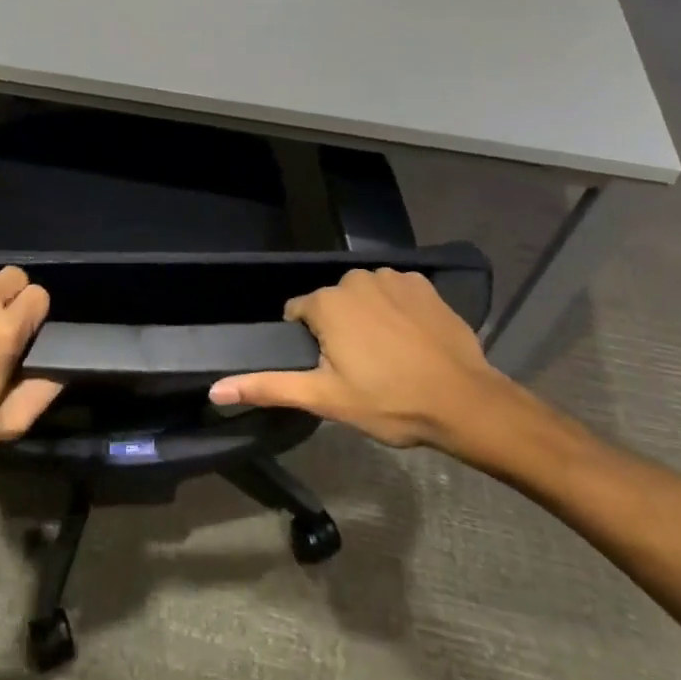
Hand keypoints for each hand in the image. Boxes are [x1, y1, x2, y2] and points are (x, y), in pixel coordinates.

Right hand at [208, 268, 537, 466]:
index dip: (310, 344)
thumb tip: (216, 388)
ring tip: (390, 357)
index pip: (298, 314)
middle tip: (362, 370)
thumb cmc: (389, 402)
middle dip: (338, 330)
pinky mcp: (422, 282)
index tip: (331, 371)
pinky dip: (397, 311)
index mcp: (326, 302)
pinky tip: (412, 340)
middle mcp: (354, 278)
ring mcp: (391, 277)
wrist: (464, 401)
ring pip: (363, 297)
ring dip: (368, 319)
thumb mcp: (325, 399)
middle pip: (331, 304)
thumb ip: (269, 387)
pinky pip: (395, 293)